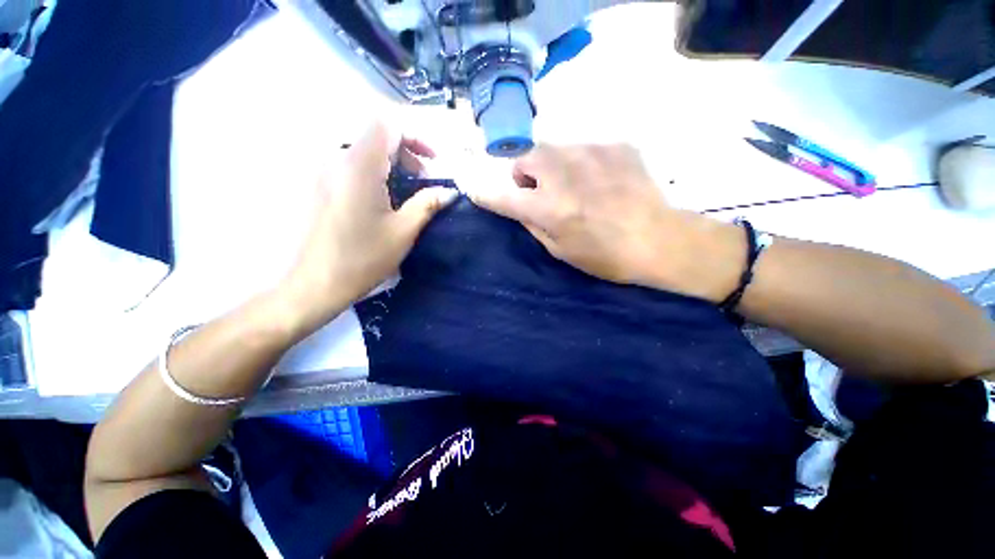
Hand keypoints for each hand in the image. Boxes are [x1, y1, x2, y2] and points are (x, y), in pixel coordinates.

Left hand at [281, 123, 457, 330]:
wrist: (318, 282)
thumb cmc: (364, 257)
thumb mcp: (404, 230)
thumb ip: (428, 204)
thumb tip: (450, 191)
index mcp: (359, 166)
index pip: (387, 124)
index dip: (415, 135)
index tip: (433, 162)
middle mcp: (338, 160)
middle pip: (377, 135)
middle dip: (408, 151)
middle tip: (425, 180)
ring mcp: (327, 172)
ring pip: (366, 150)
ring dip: (394, 163)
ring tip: (410, 191)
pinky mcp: (324, 185)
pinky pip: (355, 165)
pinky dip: (378, 172)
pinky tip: (388, 198)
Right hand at [468, 144, 743, 301]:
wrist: (660, 240)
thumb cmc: (605, 256)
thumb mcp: (560, 250)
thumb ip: (533, 223)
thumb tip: (519, 205)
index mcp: (548, 207)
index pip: (502, 195)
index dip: (484, 193)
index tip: (472, 188)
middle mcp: (564, 173)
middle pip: (525, 157)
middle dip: (525, 174)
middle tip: (542, 191)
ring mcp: (591, 153)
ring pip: (554, 148)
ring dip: (554, 166)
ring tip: (576, 186)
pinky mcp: (616, 144)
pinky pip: (585, 148)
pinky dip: (584, 163)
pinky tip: (603, 180)